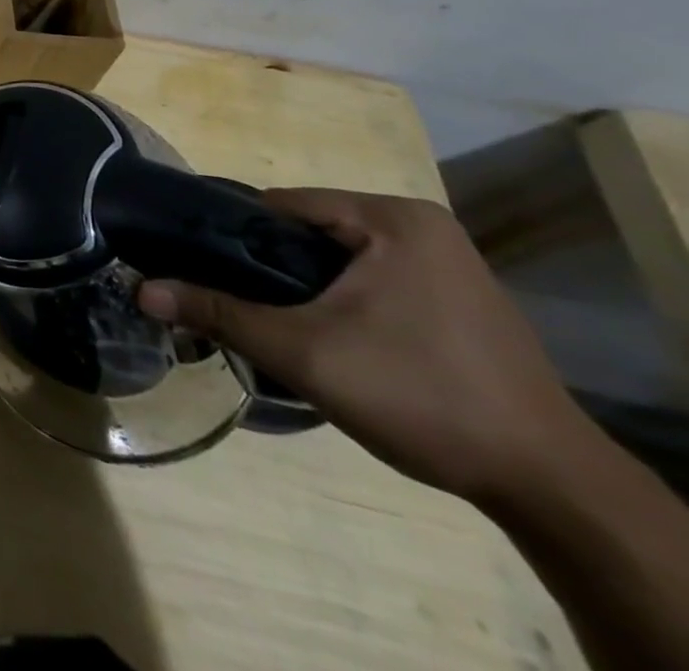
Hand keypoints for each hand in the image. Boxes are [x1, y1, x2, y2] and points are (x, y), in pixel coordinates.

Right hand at [137, 187, 586, 503]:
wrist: (550, 486)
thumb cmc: (421, 395)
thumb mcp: (304, 353)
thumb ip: (218, 312)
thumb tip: (140, 291)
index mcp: (391, 217)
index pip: (280, 206)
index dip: (230, 235)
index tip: (195, 264)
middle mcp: (419, 226)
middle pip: (307, 232)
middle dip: (266, 266)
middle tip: (230, 301)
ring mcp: (444, 262)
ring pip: (336, 259)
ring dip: (300, 287)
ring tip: (270, 321)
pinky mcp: (455, 298)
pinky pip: (370, 280)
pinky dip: (338, 301)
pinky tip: (326, 336)